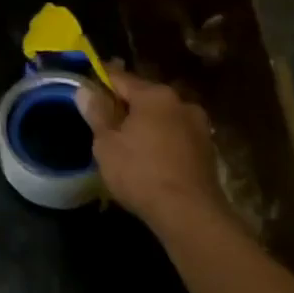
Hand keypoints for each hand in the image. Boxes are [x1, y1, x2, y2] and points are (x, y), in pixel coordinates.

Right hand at [75, 69, 227, 233]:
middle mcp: (181, 102)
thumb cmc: (140, 172)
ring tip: (127, 142)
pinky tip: (149, 158)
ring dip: (145, 124)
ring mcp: (199, 126)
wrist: (190, 215)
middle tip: (104, 120)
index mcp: (154, 95)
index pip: (120, 78)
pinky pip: (176, 136)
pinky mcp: (208, 150)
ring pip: (162, 117)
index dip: (101, 80)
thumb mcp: (106, 143)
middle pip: (144, 97)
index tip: (87, 85)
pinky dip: (161, 140)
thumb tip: (85, 90)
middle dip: (125, 105)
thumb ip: (97, 113)